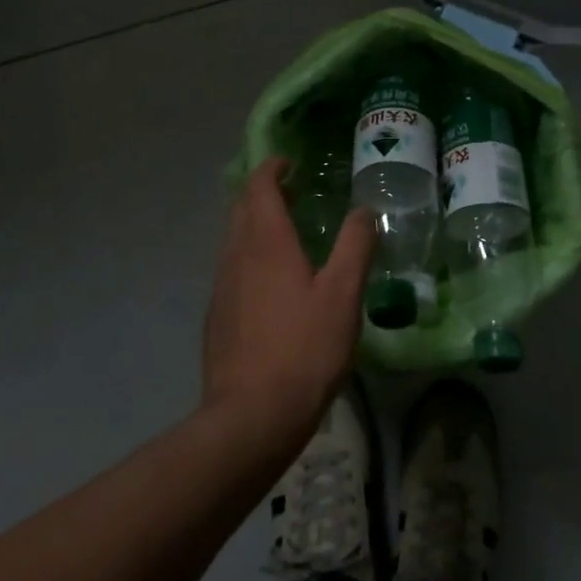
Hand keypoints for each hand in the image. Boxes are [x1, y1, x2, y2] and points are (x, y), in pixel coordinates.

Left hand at [202, 159, 374, 445]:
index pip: (259, 185)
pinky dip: (249, 255)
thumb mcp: (343, 294)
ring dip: (255, 223)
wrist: (251, 417)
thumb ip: (355, 245)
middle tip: (293, 192)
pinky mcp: (216, 316)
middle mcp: (236, 254)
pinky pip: (231, 268)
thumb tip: (363, 210)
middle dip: (263, 191)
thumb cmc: (304, 348)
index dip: (272, 168)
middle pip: (241, 207)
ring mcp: (221, 286)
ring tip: (287, 233)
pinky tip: (272, 282)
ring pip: (234, 238)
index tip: (290, 163)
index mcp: (266, 240)